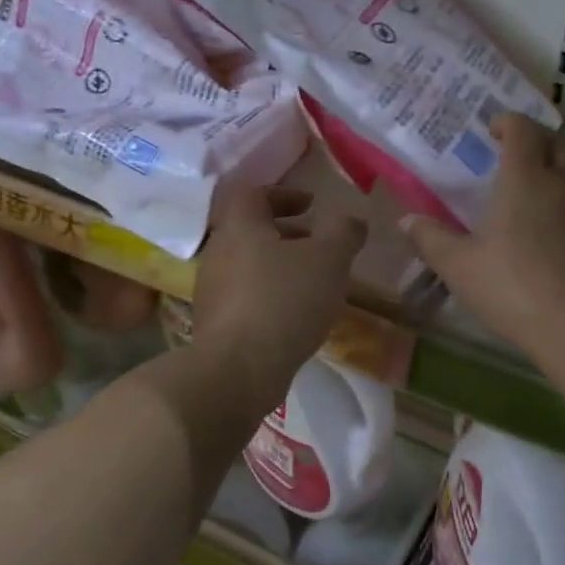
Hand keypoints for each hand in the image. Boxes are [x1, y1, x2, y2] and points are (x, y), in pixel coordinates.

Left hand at [194, 184, 367, 411]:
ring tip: (313, 284)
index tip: (312, 205)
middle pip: (252, 231)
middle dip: (287, 234)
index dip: (285, 194)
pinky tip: (296, 316)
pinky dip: (271, 296)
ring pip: (250, 266)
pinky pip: (246, 297)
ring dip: (280, 267)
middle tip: (318, 245)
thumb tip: (352, 219)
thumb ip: (344, 232)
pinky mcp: (216, 323)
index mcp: (240, 226)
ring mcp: (212, 290)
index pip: (256, 195)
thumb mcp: (329, 259)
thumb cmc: (284, 301)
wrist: (238, 370)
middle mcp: (218, 252)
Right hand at [402, 113, 564, 354]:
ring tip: (537, 182)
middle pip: (556, 142)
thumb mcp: (458, 265)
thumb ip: (430, 238)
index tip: (492, 131)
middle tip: (513, 154)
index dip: (507, 122)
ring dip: (558, 164)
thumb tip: (405, 221)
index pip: (522, 129)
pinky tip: (557, 221)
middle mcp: (561, 182)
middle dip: (535, 140)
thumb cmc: (510, 285)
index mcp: (524, 177)